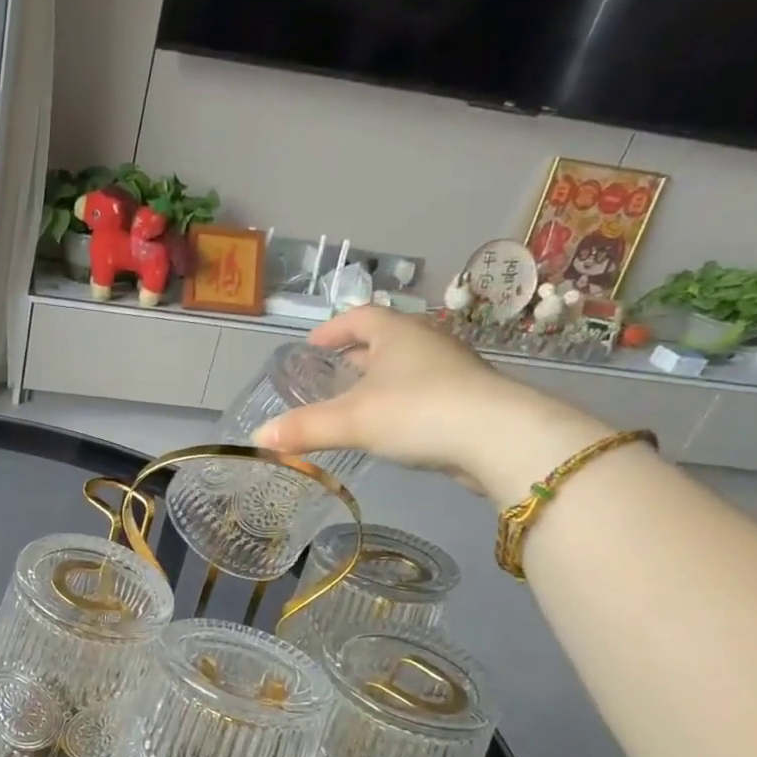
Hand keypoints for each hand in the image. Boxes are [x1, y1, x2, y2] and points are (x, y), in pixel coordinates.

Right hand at [250, 306, 609, 503]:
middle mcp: (426, 343)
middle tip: (330, 374)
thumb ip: (304, 428)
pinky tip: (391, 427)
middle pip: (385, 340)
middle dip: (356, 355)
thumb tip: (258, 439)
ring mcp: (452, 371)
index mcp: (397, 334)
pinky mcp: (468, 400)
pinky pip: (424, 393)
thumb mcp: (351, 421)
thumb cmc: (418, 411)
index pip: (360, 317)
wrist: (499, 438)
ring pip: (407, 367)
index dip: (333, 329)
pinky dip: (401, 402)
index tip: (313, 345)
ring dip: (380, 380)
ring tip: (356, 402)